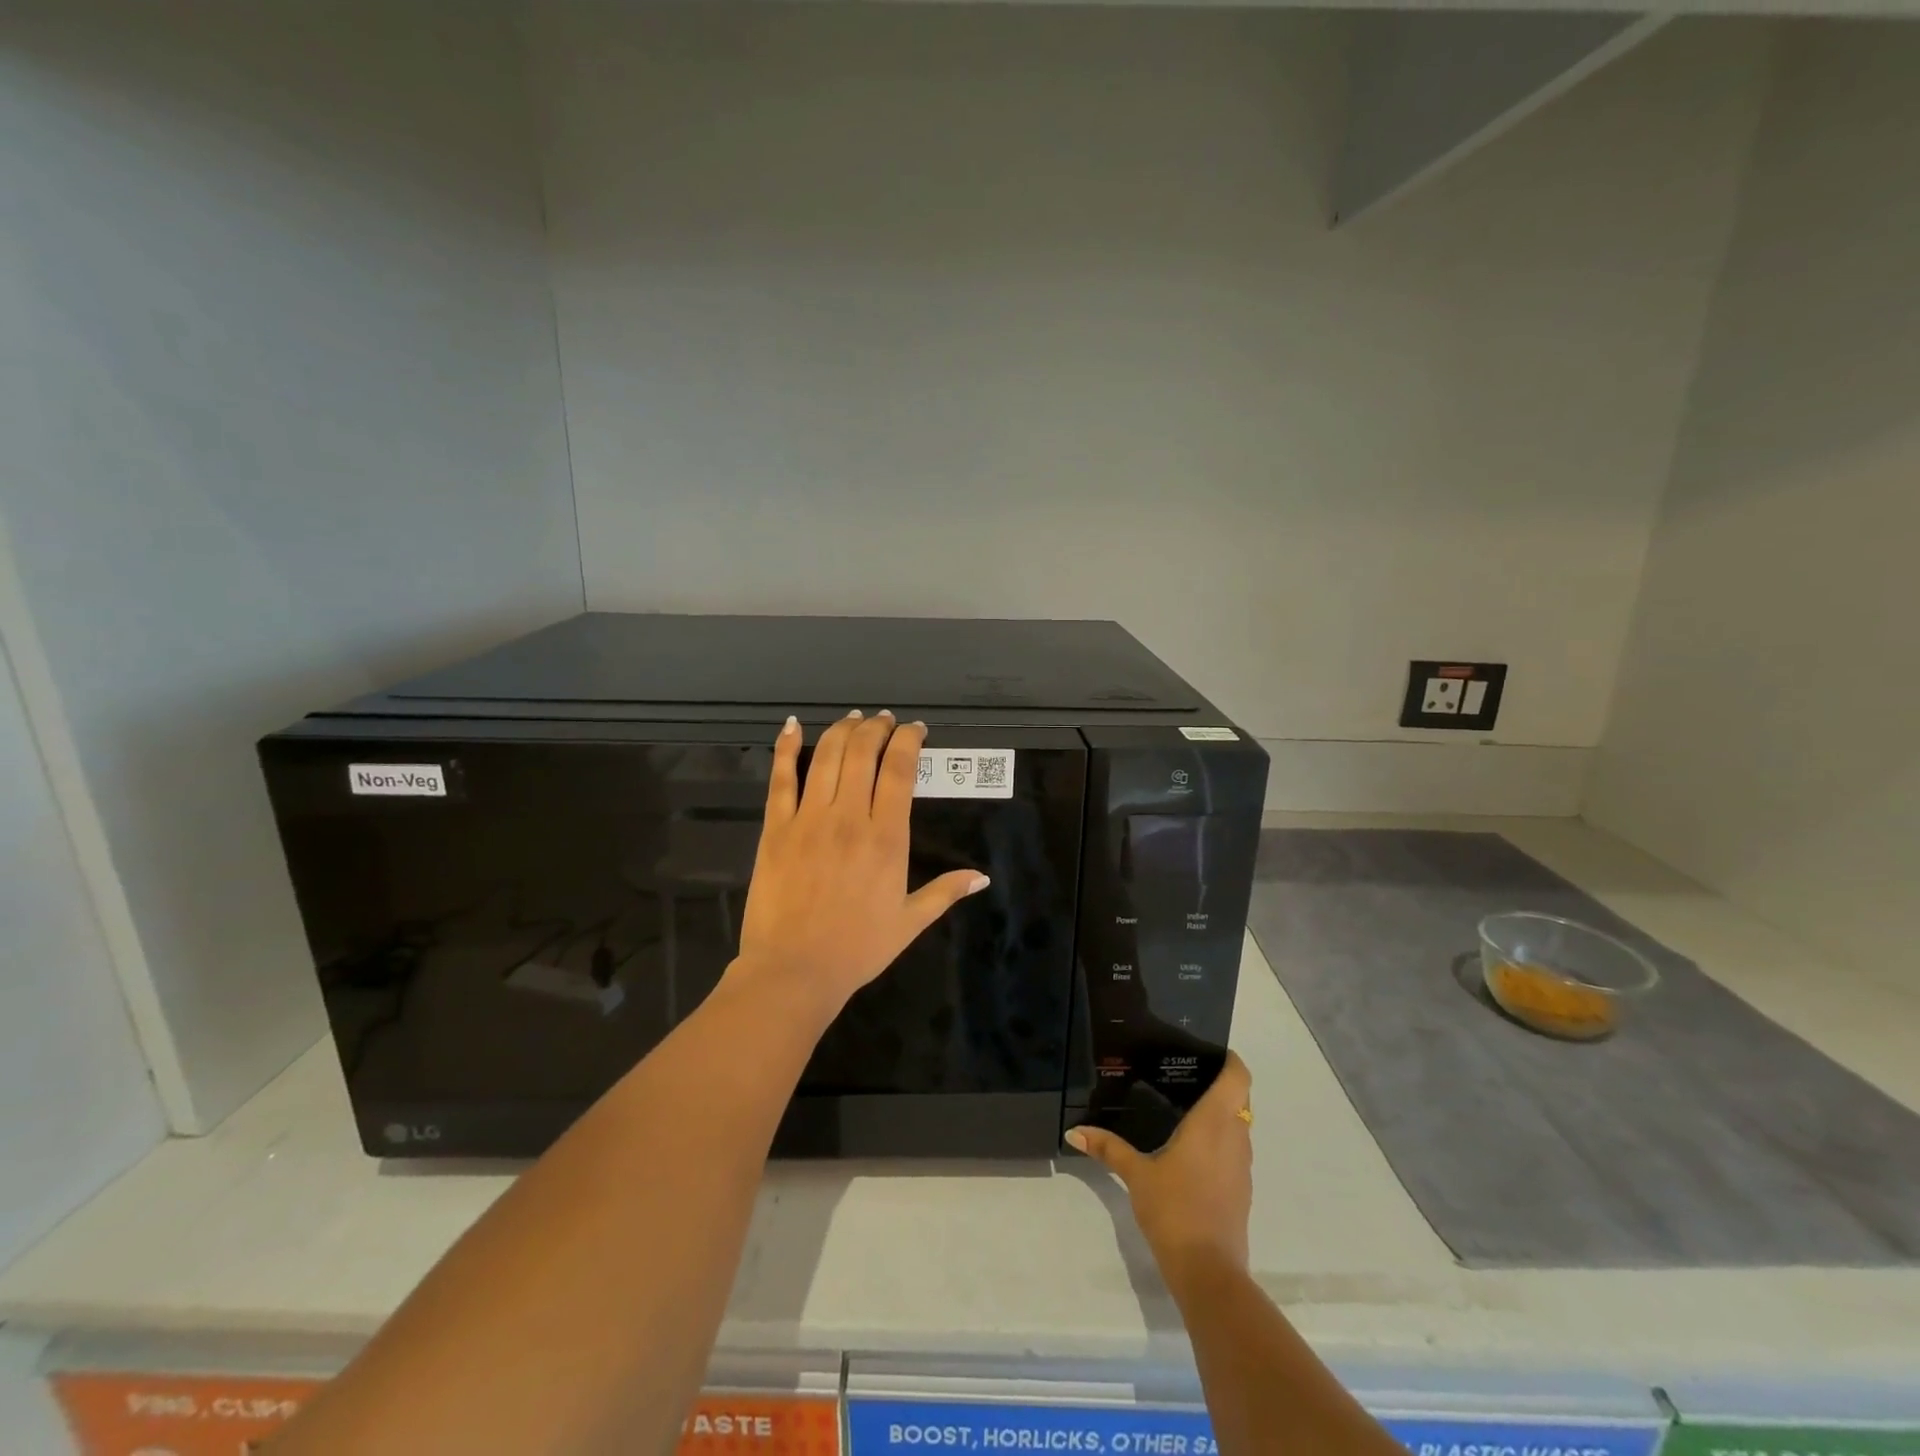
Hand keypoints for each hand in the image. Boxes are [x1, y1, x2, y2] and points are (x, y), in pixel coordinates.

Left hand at [734, 710, 988, 1015]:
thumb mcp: (909, 922)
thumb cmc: (857, 949)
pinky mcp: (776, 829)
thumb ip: (945, 893)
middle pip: (863, 753)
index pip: (899, 770)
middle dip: (877, 728)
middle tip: (884, 720)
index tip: (915, 730)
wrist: (794, 971)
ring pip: (827, 758)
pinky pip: (780, 779)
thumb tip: (981, 877)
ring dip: (842, 731)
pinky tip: (793, 726)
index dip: (907, 741)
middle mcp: (849, 818)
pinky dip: (786, 748)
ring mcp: (808, 820)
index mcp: (886, 838)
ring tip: (854, 719)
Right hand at [1066, 1052, 1253, 1284]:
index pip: (1238, 1076)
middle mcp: (1235, 1137)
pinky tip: (1191, 1150)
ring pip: (1239, 1125)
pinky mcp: (1242, 1190)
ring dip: (1221, 1114)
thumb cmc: (1174, 1209)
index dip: (1229, 1059)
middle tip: (1184, 1076)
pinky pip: (1235, 1150)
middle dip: (1218, 1084)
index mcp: (1214, 1122)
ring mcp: (1243, 1166)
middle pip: (1239, 1098)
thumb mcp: (1135, 1175)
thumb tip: (1073, 1131)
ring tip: (1184, 1108)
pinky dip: (1220, 1141)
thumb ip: (1107, 1148)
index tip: (1208, 1051)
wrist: (1208, 1272)